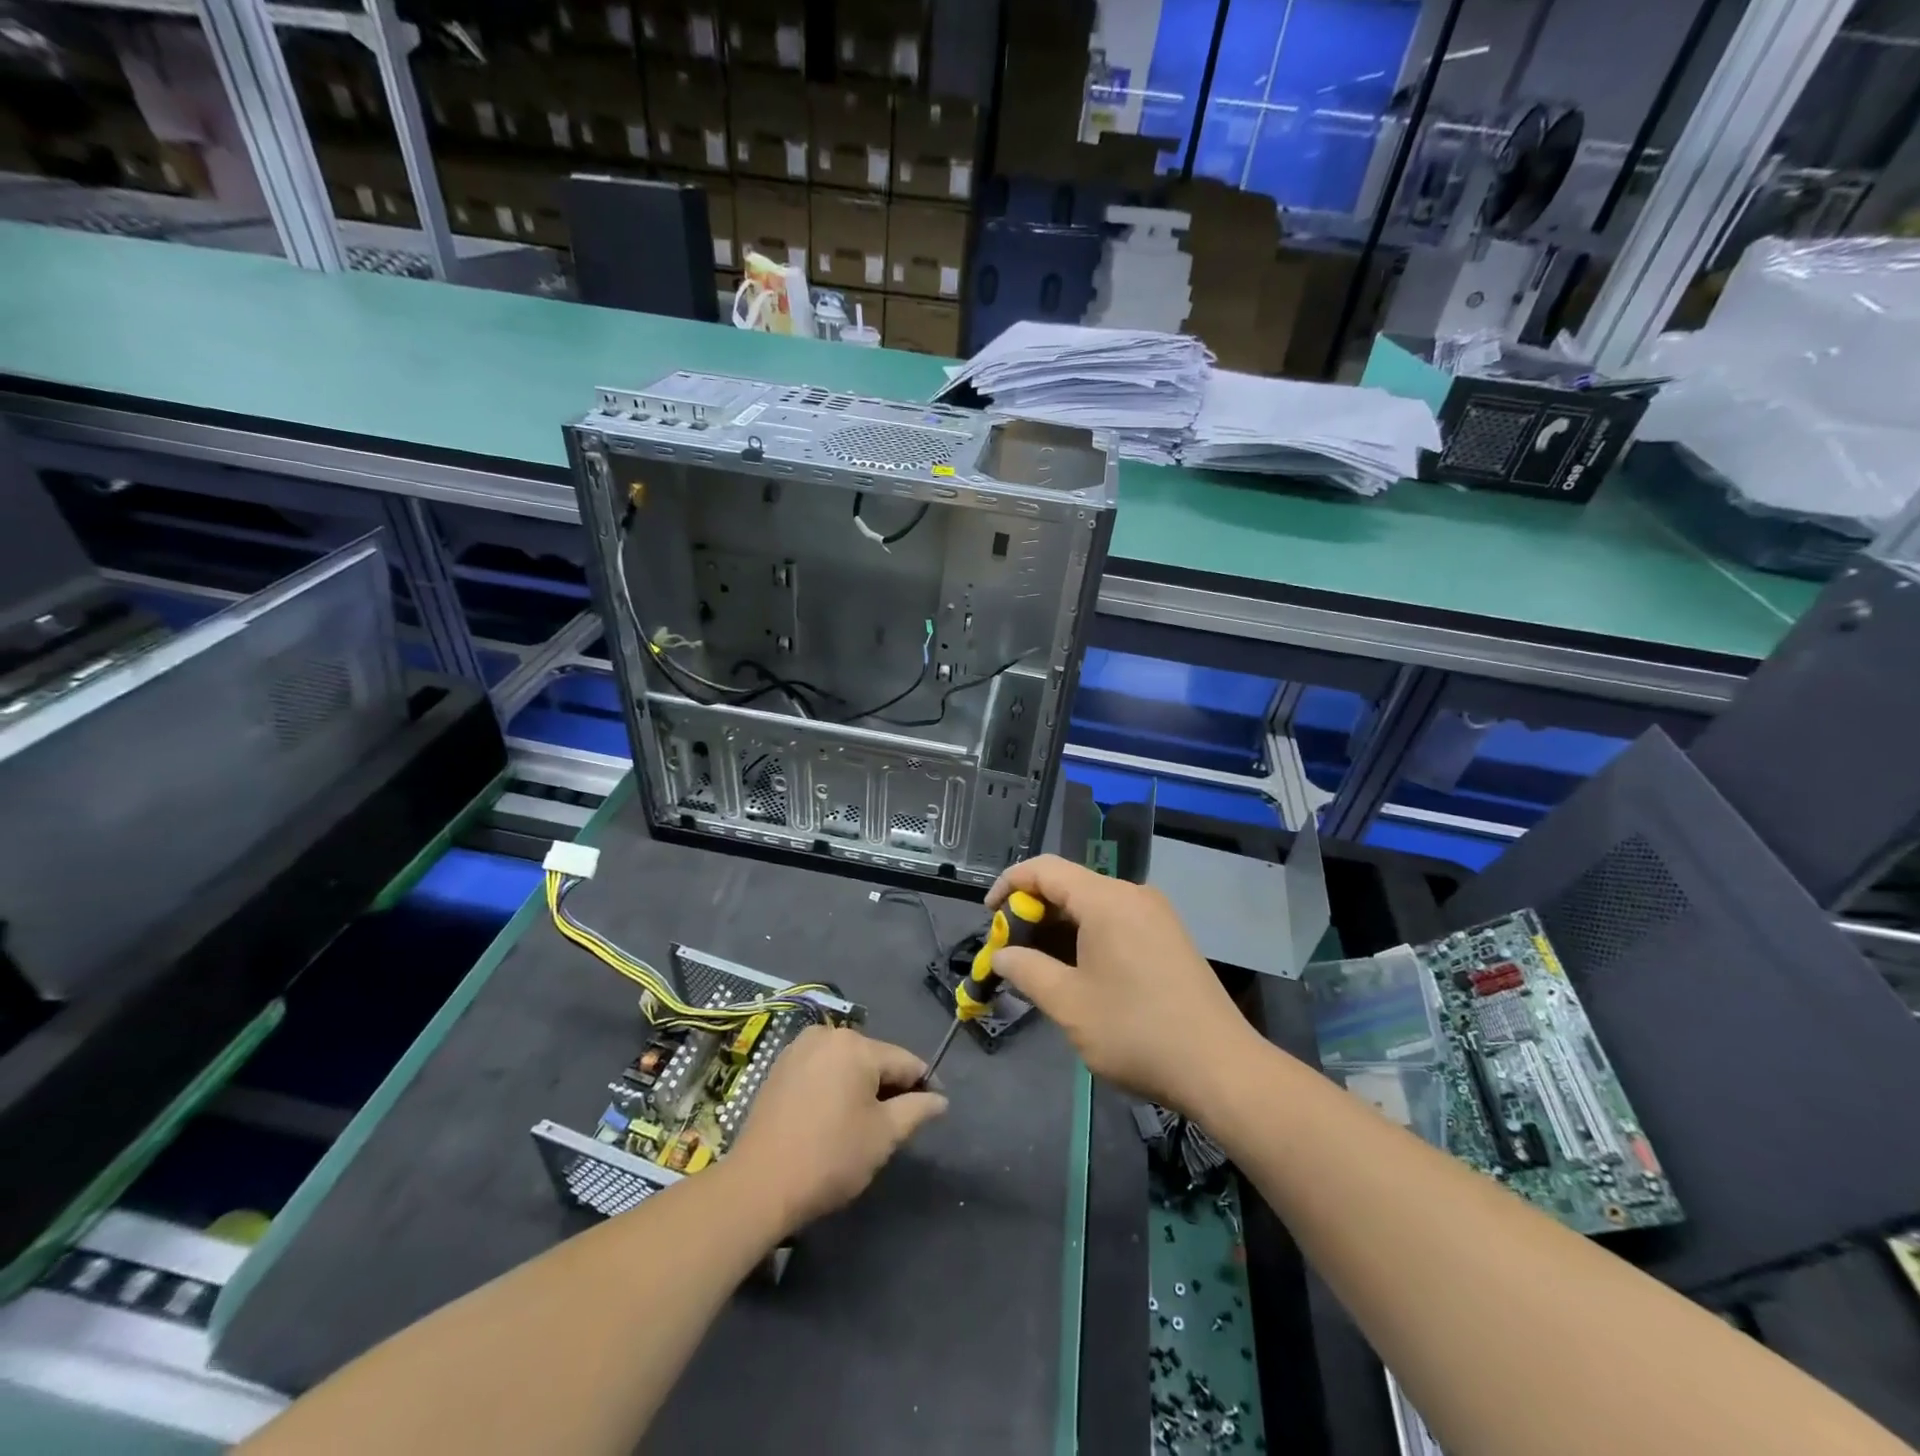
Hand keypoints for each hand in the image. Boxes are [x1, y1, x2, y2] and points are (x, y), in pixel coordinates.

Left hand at [728, 1026, 947, 1233]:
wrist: (759, 1184)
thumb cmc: (830, 1157)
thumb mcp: (883, 1136)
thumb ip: (917, 1110)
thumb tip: (940, 1099)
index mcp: (857, 1045)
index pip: (904, 1061)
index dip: (924, 1085)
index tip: (934, 1109)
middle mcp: (827, 1034)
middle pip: (874, 1059)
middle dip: (889, 1087)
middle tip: (895, 1125)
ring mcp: (799, 1048)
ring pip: (846, 1064)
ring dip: (860, 1087)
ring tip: (863, 1125)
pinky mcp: (779, 1067)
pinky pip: (821, 1070)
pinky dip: (833, 1087)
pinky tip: (832, 1118)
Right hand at [987, 856, 1260, 1113]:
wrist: (1221, 1068)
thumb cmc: (1136, 1032)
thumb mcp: (1069, 1004)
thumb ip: (1027, 971)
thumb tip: (1001, 956)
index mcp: (1106, 900)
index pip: (1044, 869)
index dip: (1009, 885)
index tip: (988, 917)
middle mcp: (1132, 895)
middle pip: (1069, 885)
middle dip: (1032, 913)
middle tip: (1009, 951)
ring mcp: (1155, 916)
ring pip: (1092, 905)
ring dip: (1058, 929)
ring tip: (1036, 966)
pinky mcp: (1168, 938)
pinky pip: (1114, 921)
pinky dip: (1085, 937)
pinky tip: (1076, 972)